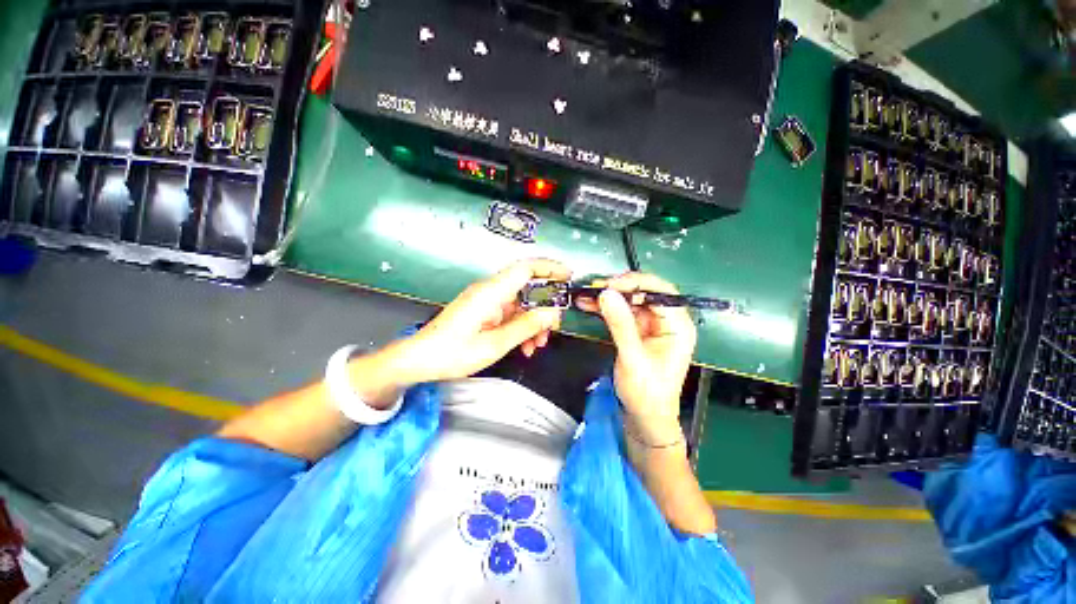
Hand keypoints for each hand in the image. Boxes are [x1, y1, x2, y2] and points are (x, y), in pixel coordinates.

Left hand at [393, 259, 571, 383]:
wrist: (419, 360)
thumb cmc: (452, 353)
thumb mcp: (494, 344)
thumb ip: (525, 326)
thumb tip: (552, 313)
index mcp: (491, 292)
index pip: (526, 268)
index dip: (550, 268)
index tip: (569, 276)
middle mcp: (490, 291)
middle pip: (527, 288)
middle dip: (545, 306)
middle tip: (554, 327)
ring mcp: (486, 301)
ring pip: (520, 304)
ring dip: (533, 322)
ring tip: (538, 344)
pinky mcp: (484, 312)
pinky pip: (510, 314)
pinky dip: (520, 327)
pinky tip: (525, 346)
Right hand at [577, 273, 696, 443]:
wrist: (644, 419)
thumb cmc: (647, 394)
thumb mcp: (633, 358)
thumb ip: (621, 325)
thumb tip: (606, 293)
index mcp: (678, 325)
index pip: (660, 292)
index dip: (634, 283)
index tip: (608, 286)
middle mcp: (667, 320)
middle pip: (644, 292)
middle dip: (618, 289)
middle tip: (593, 289)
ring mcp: (651, 325)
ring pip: (630, 301)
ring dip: (609, 297)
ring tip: (586, 295)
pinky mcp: (637, 331)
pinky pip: (621, 313)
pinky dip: (606, 309)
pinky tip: (589, 305)